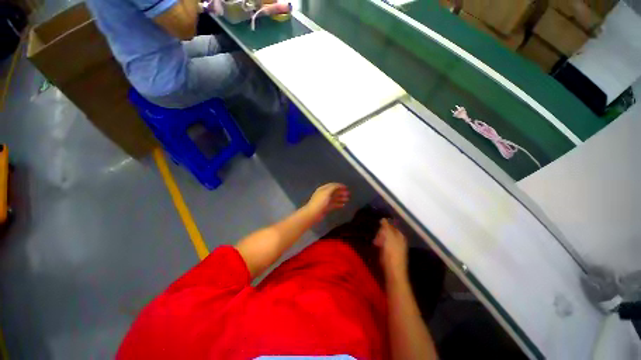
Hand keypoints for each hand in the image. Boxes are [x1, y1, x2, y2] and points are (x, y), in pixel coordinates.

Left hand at [305, 183, 349, 222]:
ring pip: (334, 198)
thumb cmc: (320, 202)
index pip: (332, 185)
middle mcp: (324, 194)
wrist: (313, 213)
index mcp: (323, 189)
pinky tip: (343, 205)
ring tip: (347, 199)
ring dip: (341, 198)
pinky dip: (339, 204)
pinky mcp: (326, 207)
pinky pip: (334, 204)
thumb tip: (339, 185)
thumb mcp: (326, 192)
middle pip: (334, 191)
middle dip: (341, 192)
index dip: (339, 185)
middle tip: (348, 194)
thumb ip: (333, 188)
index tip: (346, 187)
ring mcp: (325, 201)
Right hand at [374, 219, 407, 279]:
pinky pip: (386, 246)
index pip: (391, 226)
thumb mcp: (388, 238)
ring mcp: (397, 249)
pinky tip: (378, 249)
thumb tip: (383, 219)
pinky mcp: (393, 255)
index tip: (377, 230)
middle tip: (376, 238)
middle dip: (381, 234)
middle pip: (389, 233)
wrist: (394, 273)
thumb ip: (386, 227)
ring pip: (387, 240)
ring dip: (380, 240)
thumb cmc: (391, 253)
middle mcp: (400, 241)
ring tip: (375, 244)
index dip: (383, 227)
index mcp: (400, 236)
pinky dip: (381, 246)